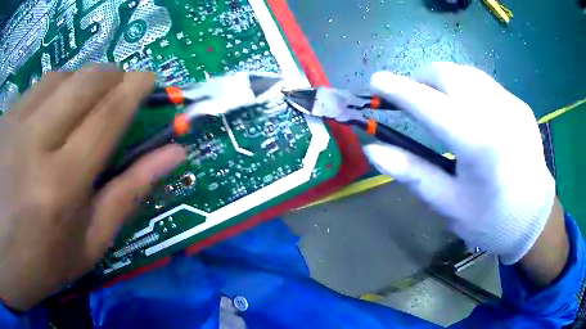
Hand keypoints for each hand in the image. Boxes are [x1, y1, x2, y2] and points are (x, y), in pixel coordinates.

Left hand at [0, 66, 184, 310]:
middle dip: (112, 76)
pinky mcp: (5, 119)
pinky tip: (50, 112)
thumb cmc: (44, 263)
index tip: (149, 78)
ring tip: (83, 101)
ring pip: (59, 77)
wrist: (10, 253)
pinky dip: (53, 89)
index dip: (134, 89)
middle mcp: (34, 145)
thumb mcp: (88, 244)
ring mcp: (13, 126)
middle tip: (120, 87)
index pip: (107, 116)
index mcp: (61, 186)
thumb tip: (173, 155)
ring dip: (81, 81)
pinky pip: (35, 89)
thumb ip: (127, 195)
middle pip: (84, 82)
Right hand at [364, 62, 556, 265]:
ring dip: (443, 79)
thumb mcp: (449, 205)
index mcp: (478, 144)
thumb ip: (413, 173)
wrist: (534, 218)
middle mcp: (497, 113)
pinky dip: (466, 87)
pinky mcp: (520, 105)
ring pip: (466, 72)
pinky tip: (469, 111)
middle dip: (420, 78)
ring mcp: (512, 104)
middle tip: (410, 96)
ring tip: (437, 100)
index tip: (375, 81)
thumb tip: (374, 150)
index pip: (429, 104)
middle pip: (448, 74)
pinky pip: (485, 83)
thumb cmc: (490, 220)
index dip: (398, 90)